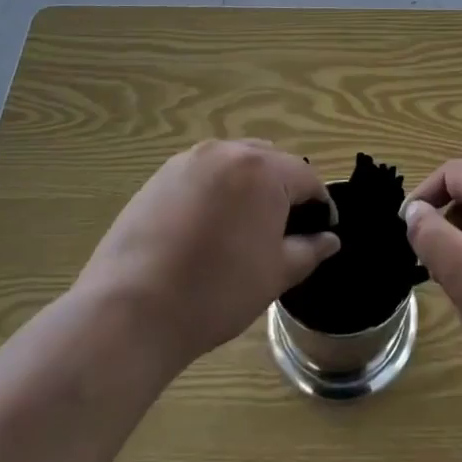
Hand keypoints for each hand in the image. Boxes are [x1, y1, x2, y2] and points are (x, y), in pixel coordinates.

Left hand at [78, 139, 338, 376]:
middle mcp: (228, 151)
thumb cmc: (216, 292)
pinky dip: (215, 192)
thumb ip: (309, 250)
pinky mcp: (160, 176)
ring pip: (235, 164)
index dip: (319, 206)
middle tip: (280, 233)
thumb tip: (330, 239)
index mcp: (264, 169)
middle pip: (271, 162)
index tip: (319, 235)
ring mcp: (189, 160)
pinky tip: (204, 230)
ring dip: (247, 187)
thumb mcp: (274, 275)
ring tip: (241, 230)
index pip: (307, 178)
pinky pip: (203, 174)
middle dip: (283, 190)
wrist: (130, 310)